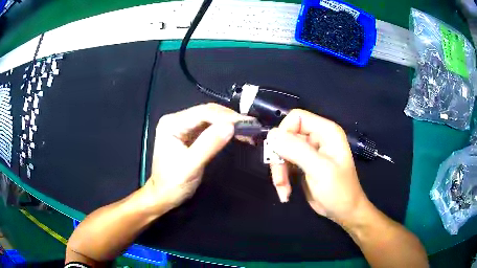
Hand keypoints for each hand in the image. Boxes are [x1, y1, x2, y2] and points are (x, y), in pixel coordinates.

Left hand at [143, 103, 244, 212]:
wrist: (164, 196)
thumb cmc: (173, 184)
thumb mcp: (190, 166)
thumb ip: (209, 145)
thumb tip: (231, 126)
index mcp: (172, 124)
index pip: (202, 113)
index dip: (226, 116)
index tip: (247, 123)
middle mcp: (177, 120)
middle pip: (207, 113)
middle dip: (230, 118)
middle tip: (252, 126)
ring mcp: (183, 126)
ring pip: (211, 118)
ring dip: (229, 123)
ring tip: (248, 129)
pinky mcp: (190, 134)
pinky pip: (210, 127)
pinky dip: (224, 129)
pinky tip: (237, 133)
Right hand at [267, 109, 369, 224]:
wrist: (344, 212)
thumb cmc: (338, 190)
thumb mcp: (319, 169)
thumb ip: (297, 150)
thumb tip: (272, 135)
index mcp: (326, 131)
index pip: (297, 117)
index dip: (284, 131)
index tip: (278, 152)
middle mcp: (317, 138)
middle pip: (286, 136)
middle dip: (279, 158)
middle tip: (279, 180)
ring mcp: (309, 152)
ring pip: (282, 151)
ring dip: (279, 171)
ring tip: (283, 189)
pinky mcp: (303, 165)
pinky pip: (284, 164)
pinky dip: (282, 177)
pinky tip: (285, 192)